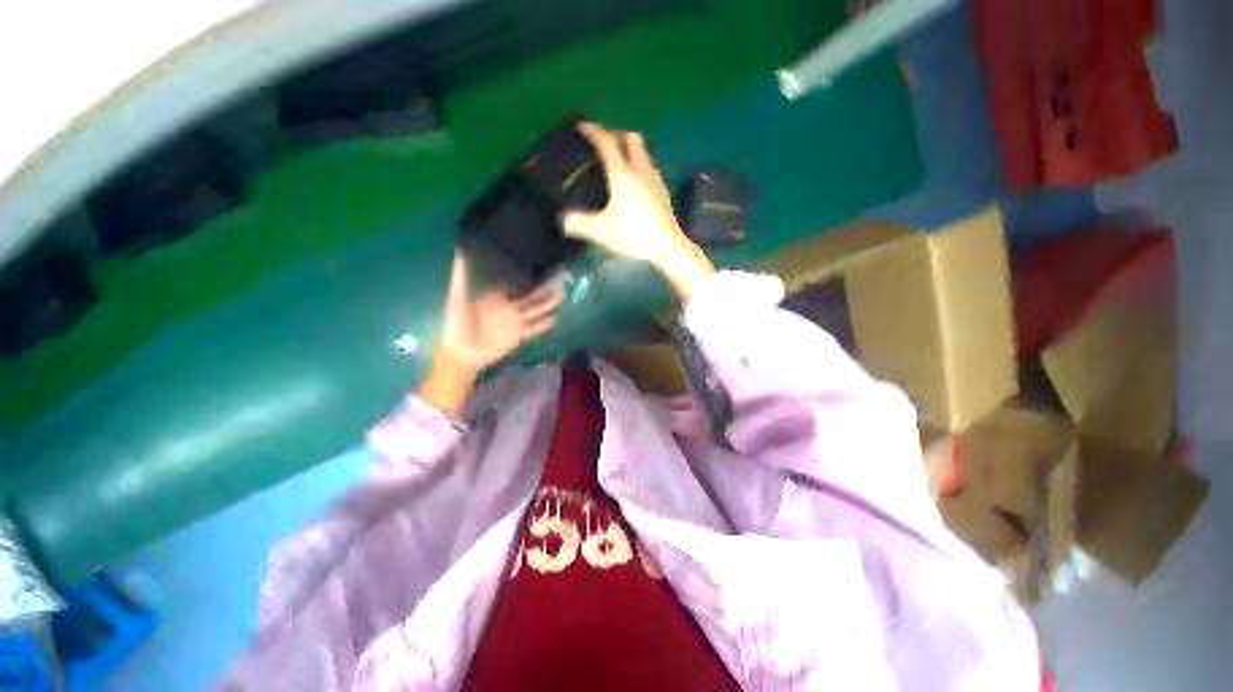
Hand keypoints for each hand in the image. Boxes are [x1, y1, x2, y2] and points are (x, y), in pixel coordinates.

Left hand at [420, 253, 562, 414]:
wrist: (461, 353)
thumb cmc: (457, 324)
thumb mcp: (457, 297)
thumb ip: (460, 277)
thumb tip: (459, 250)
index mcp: (495, 296)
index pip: (515, 283)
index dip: (527, 276)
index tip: (541, 265)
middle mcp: (508, 307)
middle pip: (530, 297)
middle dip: (544, 289)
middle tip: (559, 279)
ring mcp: (515, 322)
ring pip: (535, 310)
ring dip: (548, 304)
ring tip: (562, 295)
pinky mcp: (519, 336)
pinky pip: (534, 328)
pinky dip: (544, 324)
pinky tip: (556, 318)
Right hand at [562, 122, 714, 299]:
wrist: (667, 246)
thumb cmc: (634, 235)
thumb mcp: (602, 231)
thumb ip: (580, 224)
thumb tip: (564, 220)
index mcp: (622, 175)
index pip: (607, 143)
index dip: (594, 131)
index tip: (583, 126)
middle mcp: (640, 170)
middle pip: (631, 139)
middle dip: (616, 134)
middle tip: (605, 142)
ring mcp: (655, 180)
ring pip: (644, 152)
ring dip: (631, 149)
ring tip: (620, 161)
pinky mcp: (664, 191)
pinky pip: (651, 167)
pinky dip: (641, 165)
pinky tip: (638, 182)